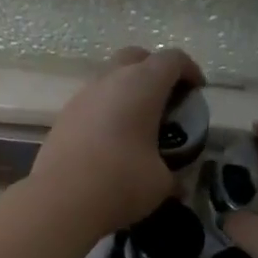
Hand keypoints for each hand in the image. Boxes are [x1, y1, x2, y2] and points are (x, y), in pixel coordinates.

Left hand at [30, 46, 203, 238]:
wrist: (60, 200)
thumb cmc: (121, 183)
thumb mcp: (161, 183)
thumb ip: (173, 174)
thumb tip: (178, 184)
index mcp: (142, 85)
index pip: (171, 60)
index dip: (189, 70)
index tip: (197, 90)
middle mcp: (109, 81)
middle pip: (135, 57)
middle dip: (154, 69)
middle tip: (166, 97)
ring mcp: (81, 97)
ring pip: (109, 78)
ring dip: (127, 91)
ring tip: (138, 122)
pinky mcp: (63, 117)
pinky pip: (92, 102)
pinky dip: (106, 110)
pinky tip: (111, 140)